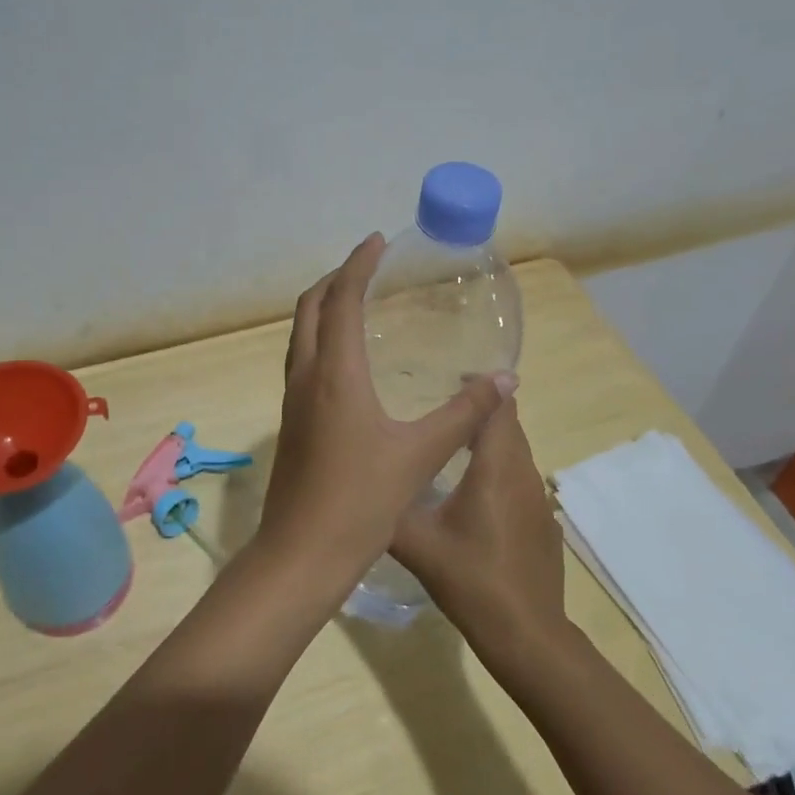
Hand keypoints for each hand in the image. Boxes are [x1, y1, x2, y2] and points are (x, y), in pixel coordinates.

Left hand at [256, 234, 513, 600]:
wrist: (302, 552)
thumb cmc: (361, 500)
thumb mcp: (421, 454)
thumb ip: (464, 414)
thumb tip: (504, 380)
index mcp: (335, 373)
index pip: (341, 299)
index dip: (358, 265)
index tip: (377, 242)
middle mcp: (305, 376)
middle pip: (310, 308)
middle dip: (335, 279)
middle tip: (367, 266)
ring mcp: (291, 399)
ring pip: (300, 334)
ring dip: (323, 308)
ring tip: (356, 301)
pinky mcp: (290, 422)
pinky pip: (301, 359)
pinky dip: (320, 338)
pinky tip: (346, 360)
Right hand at [391, 400, 567, 663]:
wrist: (527, 634)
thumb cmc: (472, 580)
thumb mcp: (417, 544)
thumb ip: (388, 509)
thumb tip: (359, 485)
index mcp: (495, 467)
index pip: (498, 406)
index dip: (479, 386)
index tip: (446, 377)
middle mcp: (522, 473)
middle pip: (508, 424)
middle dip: (478, 409)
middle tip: (437, 407)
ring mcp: (537, 499)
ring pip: (514, 452)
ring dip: (487, 440)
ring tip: (447, 444)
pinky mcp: (542, 521)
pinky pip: (518, 479)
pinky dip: (497, 470)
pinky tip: (471, 493)